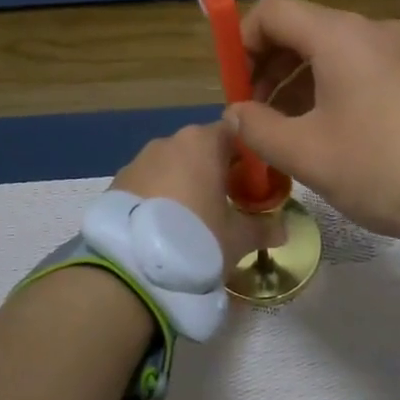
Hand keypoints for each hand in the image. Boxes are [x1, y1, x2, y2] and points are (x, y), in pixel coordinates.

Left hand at [111, 122, 268, 265]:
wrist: (130, 267)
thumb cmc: (197, 238)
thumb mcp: (239, 239)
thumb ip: (263, 229)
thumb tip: (283, 230)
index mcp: (203, 142)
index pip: (235, 133)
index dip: (248, 156)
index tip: (254, 184)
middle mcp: (168, 142)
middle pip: (201, 149)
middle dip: (215, 172)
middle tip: (227, 205)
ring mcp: (137, 160)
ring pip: (172, 166)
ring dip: (184, 185)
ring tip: (192, 221)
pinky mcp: (115, 183)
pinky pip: (147, 184)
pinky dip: (159, 198)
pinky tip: (163, 228)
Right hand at [227, 0, 399, 235]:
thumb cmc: (377, 164)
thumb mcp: (306, 153)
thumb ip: (257, 129)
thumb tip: (234, 114)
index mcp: (339, 36)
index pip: (272, 12)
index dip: (241, 43)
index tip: (235, 88)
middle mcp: (371, 31)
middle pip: (303, 30)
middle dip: (269, 68)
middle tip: (256, 116)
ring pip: (333, 53)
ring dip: (299, 84)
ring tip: (289, 132)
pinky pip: (363, 69)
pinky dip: (334, 90)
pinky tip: (331, 133)